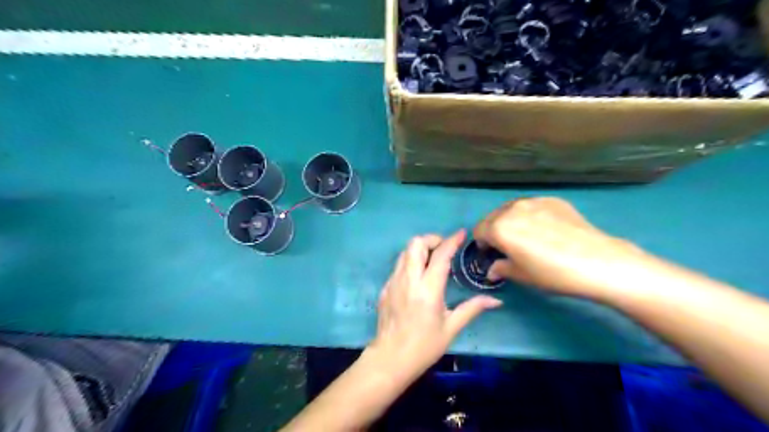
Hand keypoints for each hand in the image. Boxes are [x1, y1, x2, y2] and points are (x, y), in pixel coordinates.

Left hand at [371, 231, 504, 383]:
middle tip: (444, 249)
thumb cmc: (424, 346)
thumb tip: (496, 301)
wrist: (390, 359)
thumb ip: (472, 309)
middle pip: (416, 244)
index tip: (461, 233)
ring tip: (432, 260)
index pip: (440, 255)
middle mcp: (409, 280)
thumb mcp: (451, 328)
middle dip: (431, 239)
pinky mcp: (385, 287)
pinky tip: (418, 277)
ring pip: (405, 252)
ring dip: (420, 249)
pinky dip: (410, 262)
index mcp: (428, 289)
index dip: (451, 240)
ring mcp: (393, 282)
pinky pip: (398, 266)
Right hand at [475, 198, 646, 297]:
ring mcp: (533, 201)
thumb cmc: (551, 273)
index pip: (479, 231)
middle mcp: (512, 209)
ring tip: (527, 237)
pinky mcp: (553, 200)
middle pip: (493, 217)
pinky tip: (547, 230)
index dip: (482, 244)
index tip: (492, 254)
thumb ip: (500, 268)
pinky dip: (531, 216)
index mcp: (499, 227)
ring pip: (512, 210)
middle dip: (495, 231)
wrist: (596, 261)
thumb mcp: (521, 275)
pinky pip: (532, 207)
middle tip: (508, 247)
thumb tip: (493, 269)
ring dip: (512, 222)